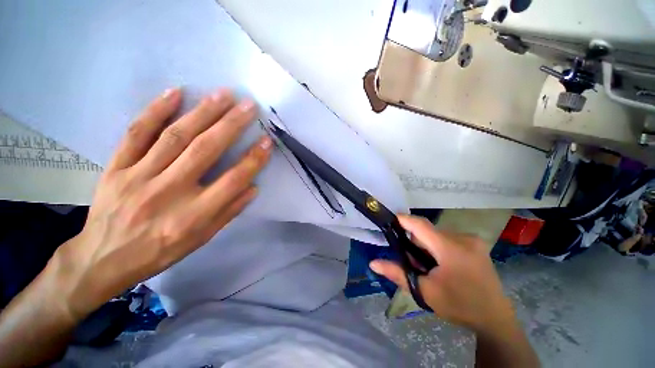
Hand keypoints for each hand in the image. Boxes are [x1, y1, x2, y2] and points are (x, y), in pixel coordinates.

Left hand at [52, 88, 272, 319]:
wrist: (103, 258)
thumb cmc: (160, 251)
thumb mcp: (202, 239)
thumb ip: (229, 212)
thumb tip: (253, 187)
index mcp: (193, 215)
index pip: (233, 180)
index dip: (253, 159)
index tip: (267, 141)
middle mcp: (168, 192)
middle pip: (205, 150)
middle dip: (231, 125)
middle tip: (249, 105)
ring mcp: (138, 176)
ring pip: (175, 136)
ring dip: (203, 111)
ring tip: (223, 94)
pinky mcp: (116, 167)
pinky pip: (137, 133)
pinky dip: (156, 110)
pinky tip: (175, 93)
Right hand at [370, 215, 514, 333]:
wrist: (494, 318)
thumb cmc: (459, 306)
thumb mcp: (425, 292)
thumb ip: (398, 274)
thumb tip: (373, 263)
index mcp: (451, 248)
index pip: (420, 225)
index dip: (403, 220)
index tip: (389, 221)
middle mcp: (463, 238)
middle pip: (428, 231)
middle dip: (415, 241)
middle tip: (411, 260)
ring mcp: (472, 240)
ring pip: (437, 234)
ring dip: (426, 245)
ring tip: (427, 265)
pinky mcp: (476, 243)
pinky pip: (448, 238)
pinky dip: (437, 246)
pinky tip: (440, 263)